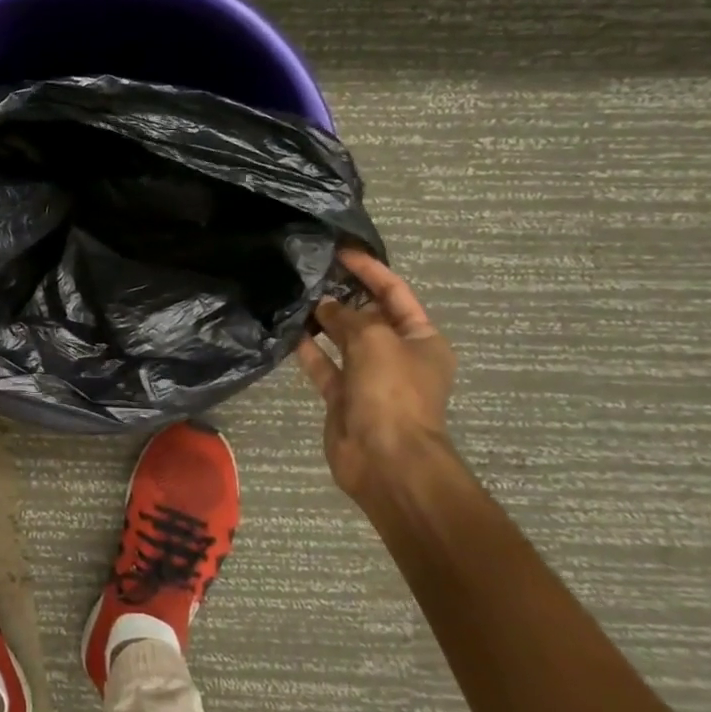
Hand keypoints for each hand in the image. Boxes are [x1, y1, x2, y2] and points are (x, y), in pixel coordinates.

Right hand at [296, 248, 458, 501]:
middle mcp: (397, 355)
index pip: (395, 293)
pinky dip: (309, 350)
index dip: (370, 270)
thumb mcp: (374, 340)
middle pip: (368, 315)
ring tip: (295, 296)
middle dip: (343, 294)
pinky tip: (289, 331)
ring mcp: (369, 377)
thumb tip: (323, 306)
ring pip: (343, 340)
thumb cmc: (392, 391)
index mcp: (421, 339)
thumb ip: (347, 316)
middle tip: (311, 271)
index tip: (341, 252)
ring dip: (323, 320)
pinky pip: (324, 366)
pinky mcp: (343, 397)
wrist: (387, 459)